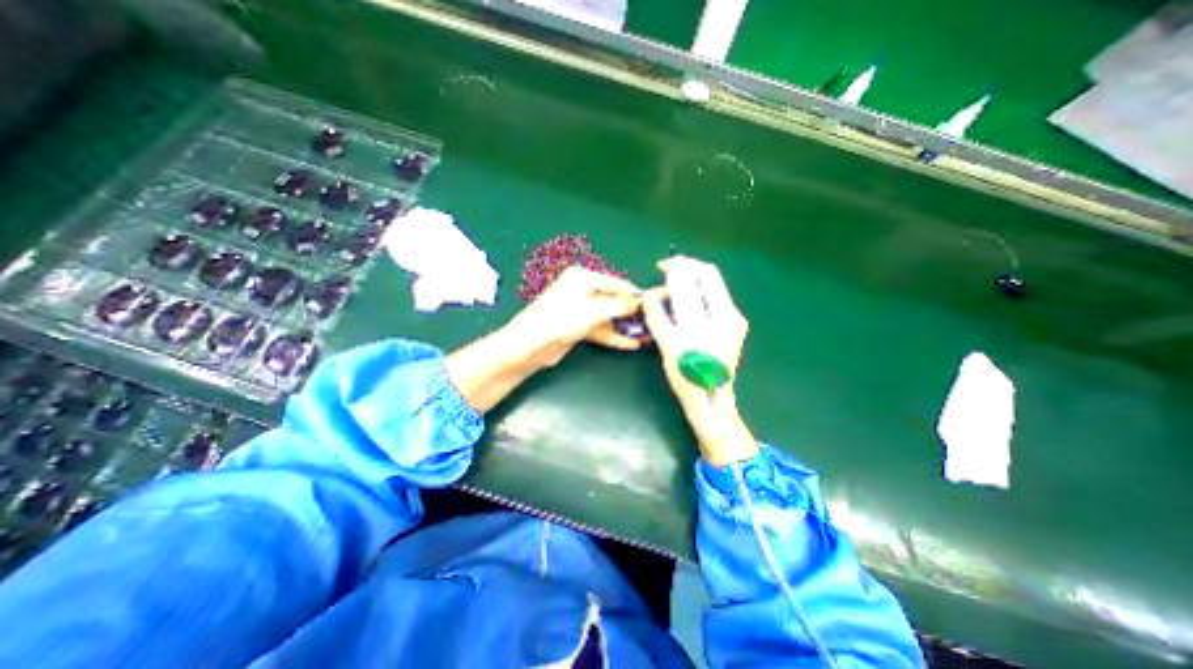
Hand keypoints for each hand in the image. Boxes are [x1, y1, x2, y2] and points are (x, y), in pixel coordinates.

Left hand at [507, 267, 648, 369]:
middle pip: (612, 300)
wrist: (532, 344)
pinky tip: (630, 343)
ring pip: (607, 317)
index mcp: (582, 278)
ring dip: (624, 327)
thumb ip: (620, 307)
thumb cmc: (562, 319)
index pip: (615, 283)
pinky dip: (613, 336)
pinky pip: (600, 329)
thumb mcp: (594, 311)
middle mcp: (581, 290)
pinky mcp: (578, 327)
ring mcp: (579, 310)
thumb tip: (641, 303)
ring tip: (645, 335)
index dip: (634, 294)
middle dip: (631, 312)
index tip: (654, 302)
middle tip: (652, 321)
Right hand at [644, 256, 752, 465]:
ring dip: (692, 278)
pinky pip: (715, 297)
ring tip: (672, 282)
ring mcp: (735, 319)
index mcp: (715, 319)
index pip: (698, 278)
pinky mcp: (734, 325)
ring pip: (714, 284)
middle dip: (687, 267)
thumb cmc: (687, 376)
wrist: (711, 399)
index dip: (678, 267)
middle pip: (710, 275)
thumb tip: (648, 294)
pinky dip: (699, 291)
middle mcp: (730, 314)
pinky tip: (685, 297)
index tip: (661, 266)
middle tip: (667, 267)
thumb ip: (657, 317)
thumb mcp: (668, 346)